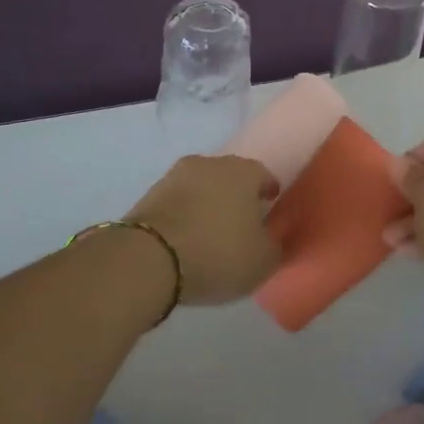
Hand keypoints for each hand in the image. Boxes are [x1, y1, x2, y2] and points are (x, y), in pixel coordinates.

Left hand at [125, 155, 281, 305]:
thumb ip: (275, 245)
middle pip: (231, 177)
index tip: (270, 211)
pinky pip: (178, 201)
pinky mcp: (151, 192)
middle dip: (237, 196)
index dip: (269, 194)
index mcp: (244, 171)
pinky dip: (185, 214)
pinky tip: (186, 237)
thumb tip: (271, 237)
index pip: (264, 176)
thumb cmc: (217, 253)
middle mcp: (211, 162)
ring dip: (208, 203)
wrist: (149, 257)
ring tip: (210, 232)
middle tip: (241, 223)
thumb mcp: (262, 261)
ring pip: (202, 187)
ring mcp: (177, 175)